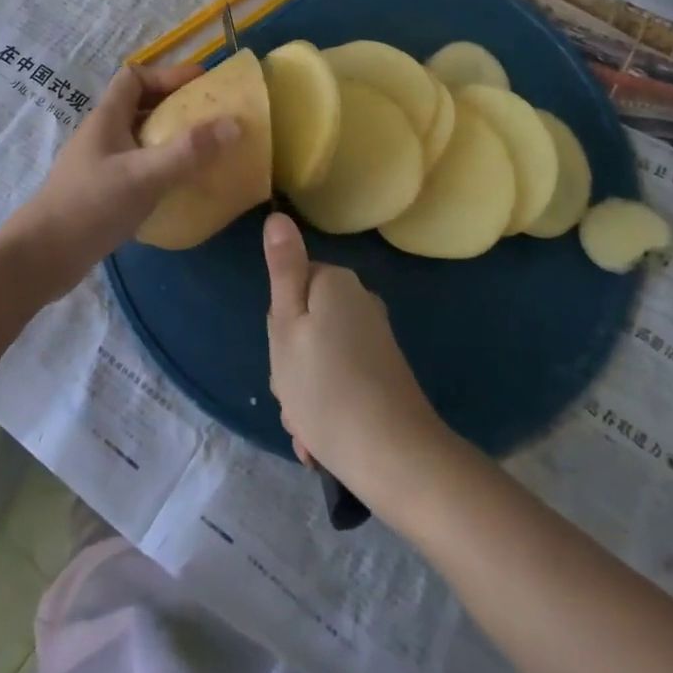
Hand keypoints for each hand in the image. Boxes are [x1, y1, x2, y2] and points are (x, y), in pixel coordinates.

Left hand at [4, 62, 239, 295]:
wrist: (41, 258)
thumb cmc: (91, 206)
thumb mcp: (145, 175)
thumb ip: (188, 151)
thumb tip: (233, 124)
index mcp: (106, 118)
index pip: (134, 77)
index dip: (167, 75)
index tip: (200, 85)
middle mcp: (101, 135)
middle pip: (139, 106)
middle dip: (174, 106)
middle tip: (210, 118)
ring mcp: (99, 164)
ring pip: (139, 138)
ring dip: (168, 138)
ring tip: (202, 150)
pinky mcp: (101, 192)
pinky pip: (137, 166)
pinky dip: (159, 167)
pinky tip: (178, 186)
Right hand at [264, 213, 448, 499]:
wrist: (395, 457)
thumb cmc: (325, 386)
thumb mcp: (287, 325)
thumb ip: (283, 269)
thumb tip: (278, 215)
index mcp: (335, 283)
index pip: (289, 288)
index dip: (278, 325)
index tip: (281, 358)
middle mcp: (360, 302)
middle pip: (304, 323)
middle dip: (291, 364)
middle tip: (292, 394)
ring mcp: (376, 339)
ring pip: (319, 358)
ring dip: (305, 392)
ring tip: (307, 428)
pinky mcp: (385, 373)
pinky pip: (340, 381)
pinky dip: (327, 406)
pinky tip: (321, 440)